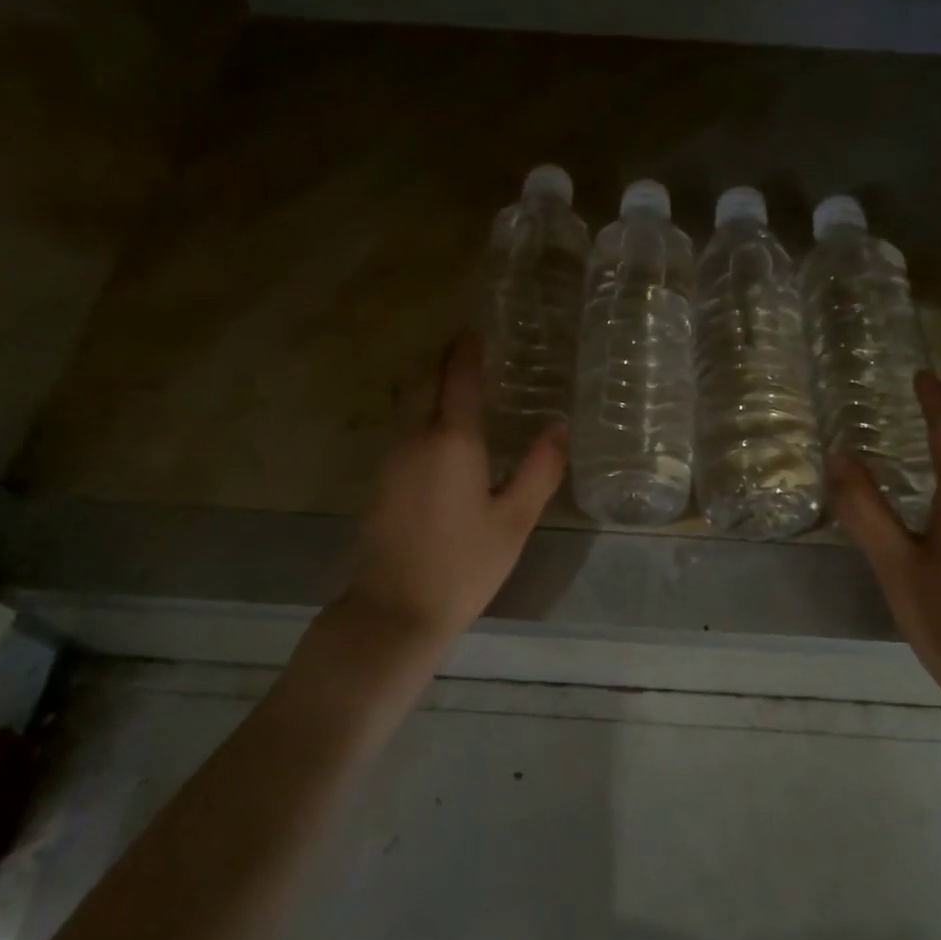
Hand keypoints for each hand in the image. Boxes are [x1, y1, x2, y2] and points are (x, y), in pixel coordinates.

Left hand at [344, 329, 566, 650]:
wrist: (396, 610)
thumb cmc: (465, 565)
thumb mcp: (515, 521)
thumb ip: (540, 470)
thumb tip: (560, 427)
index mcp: (452, 442)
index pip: (458, 379)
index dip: (467, 351)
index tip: (475, 329)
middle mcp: (415, 440)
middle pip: (425, 384)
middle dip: (444, 362)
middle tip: (468, 351)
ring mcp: (391, 460)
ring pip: (409, 408)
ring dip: (430, 388)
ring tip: (458, 387)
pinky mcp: (380, 482)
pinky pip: (403, 432)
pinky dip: (421, 417)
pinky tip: (440, 437)